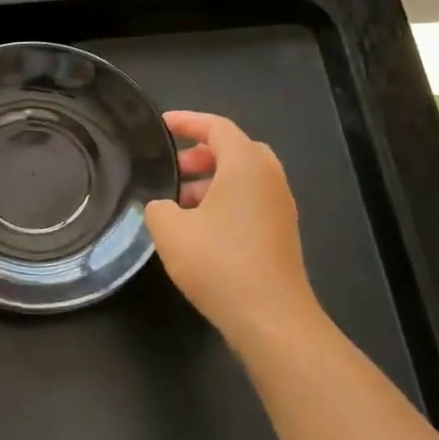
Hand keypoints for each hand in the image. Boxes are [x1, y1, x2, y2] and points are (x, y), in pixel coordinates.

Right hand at [144, 112, 322, 343]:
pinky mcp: (281, 234)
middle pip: (236, 149)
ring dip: (212, 180)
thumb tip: (163, 206)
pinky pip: (250, 201)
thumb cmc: (218, 262)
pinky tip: (198, 228)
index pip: (217, 127)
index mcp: (246, 165)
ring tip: (178, 201)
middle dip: (202, 153)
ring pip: (244, 178)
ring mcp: (280, 208)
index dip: (187, 121)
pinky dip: (224, 201)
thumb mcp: (169, 229)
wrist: (270, 318)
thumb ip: (158, 207)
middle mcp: (269, 179)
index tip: (161, 125)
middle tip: (172, 167)